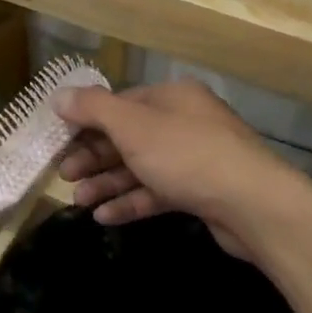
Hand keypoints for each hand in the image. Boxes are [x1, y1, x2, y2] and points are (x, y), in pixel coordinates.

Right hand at [55, 80, 296, 257]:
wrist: (252, 204)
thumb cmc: (187, 155)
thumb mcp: (133, 126)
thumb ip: (93, 109)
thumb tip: (59, 95)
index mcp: (171, 97)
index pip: (120, 103)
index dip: (87, 122)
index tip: (60, 143)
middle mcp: (184, 121)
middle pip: (128, 136)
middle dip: (94, 156)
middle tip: (65, 176)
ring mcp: (194, 158)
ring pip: (141, 166)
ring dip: (108, 182)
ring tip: (79, 201)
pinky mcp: (201, 192)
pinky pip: (158, 192)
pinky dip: (132, 201)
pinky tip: (105, 217)